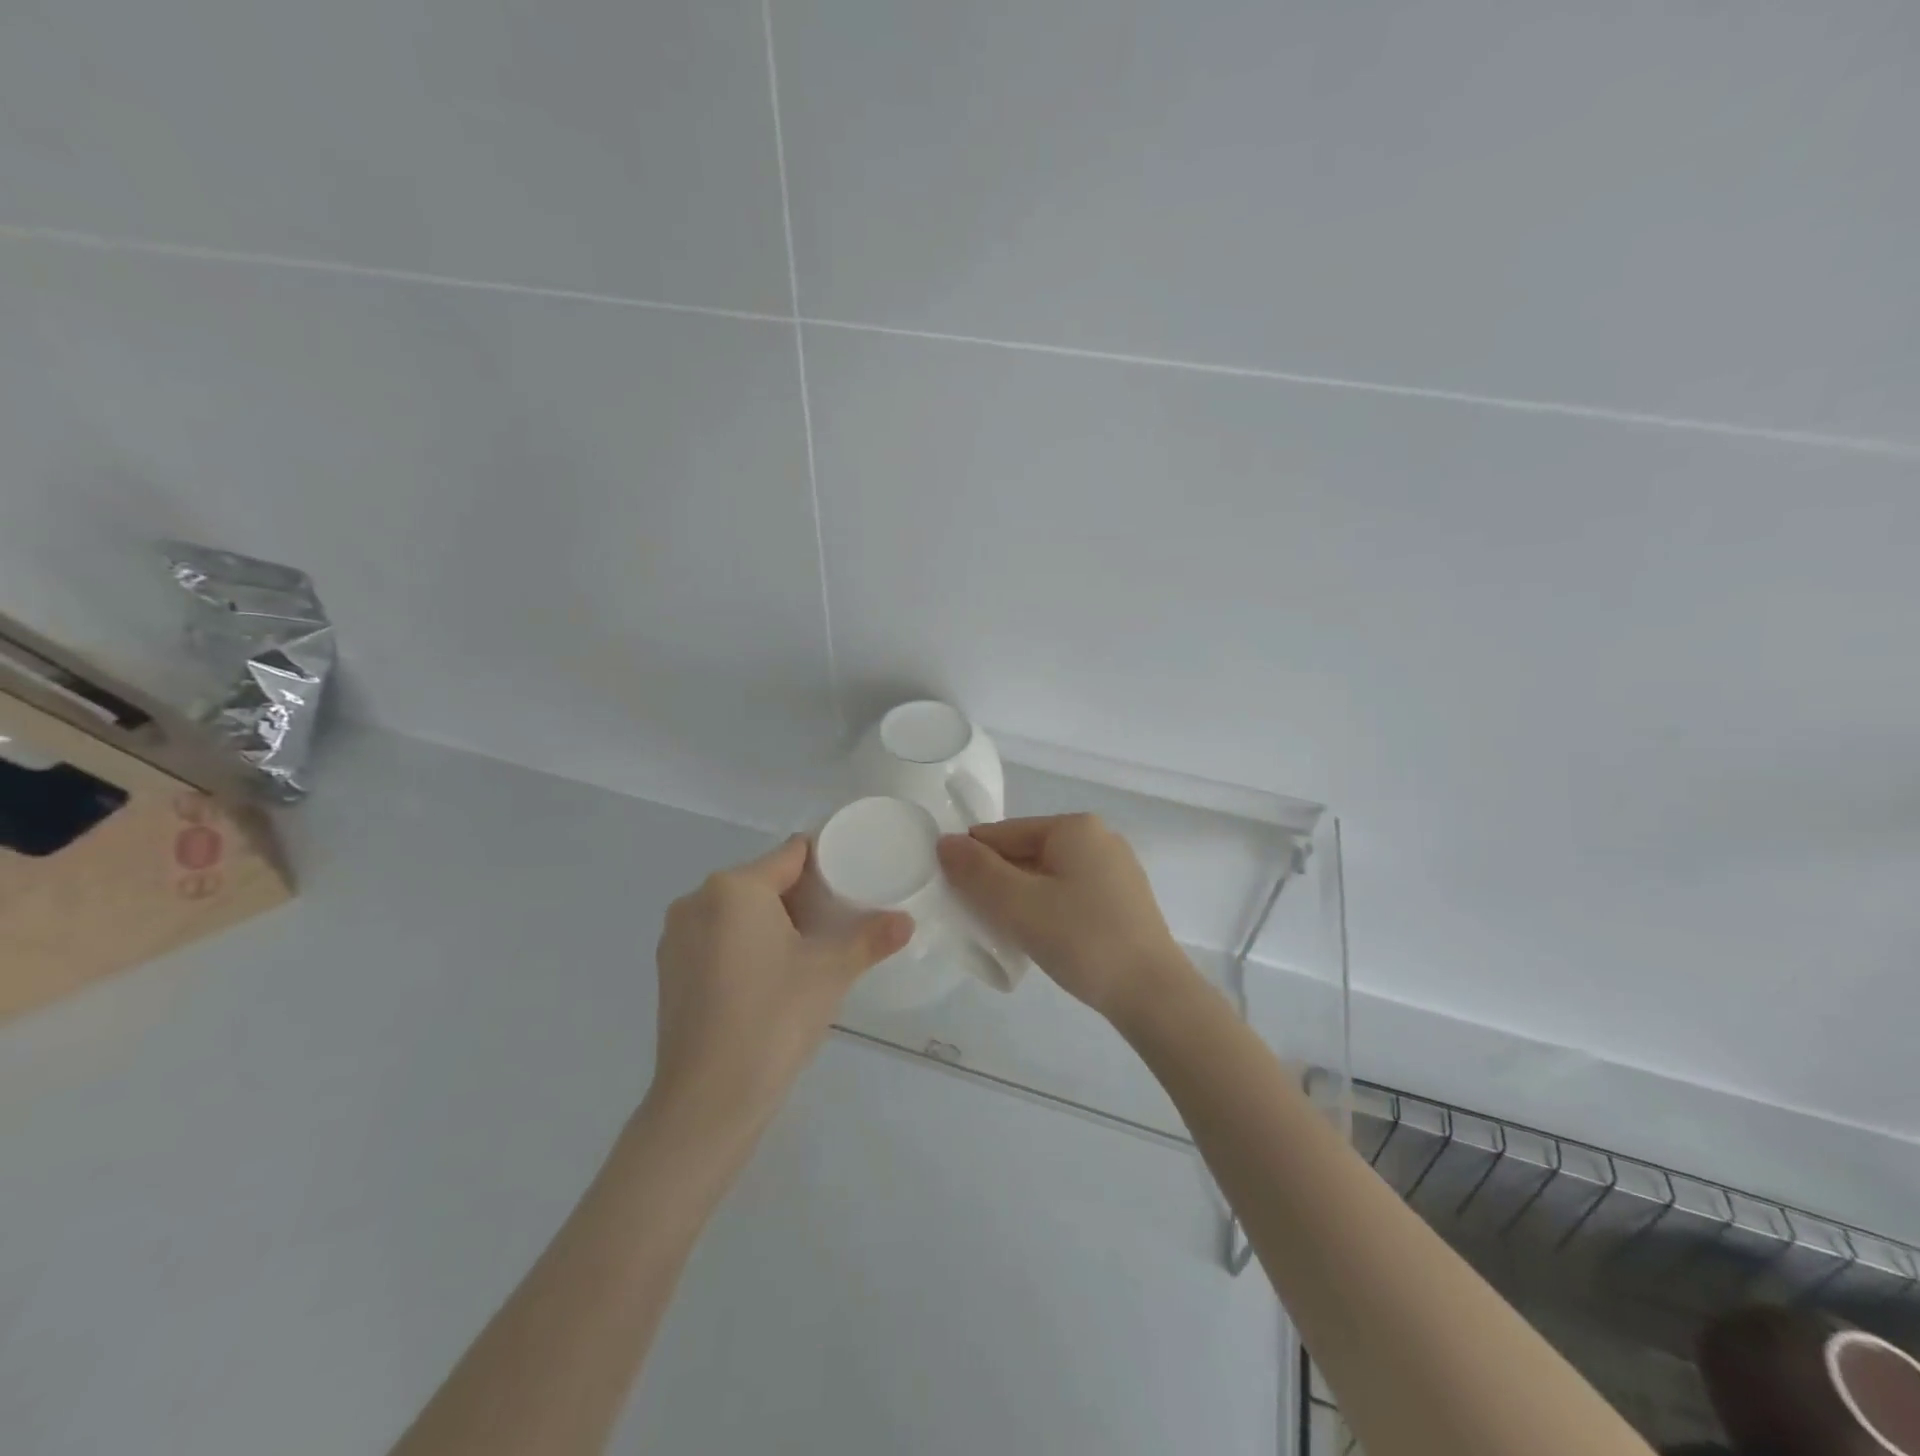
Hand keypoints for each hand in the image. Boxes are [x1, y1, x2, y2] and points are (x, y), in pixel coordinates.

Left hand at [649, 836, 911, 1140]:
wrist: (708, 1101)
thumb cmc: (773, 1019)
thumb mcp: (831, 973)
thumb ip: (871, 938)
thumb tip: (907, 921)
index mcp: (734, 887)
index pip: (792, 854)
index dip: (827, 861)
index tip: (855, 878)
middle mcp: (697, 900)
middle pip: (764, 881)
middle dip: (802, 895)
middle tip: (841, 920)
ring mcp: (677, 937)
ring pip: (739, 911)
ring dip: (773, 921)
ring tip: (811, 950)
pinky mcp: (669, 971)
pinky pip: (718, 938)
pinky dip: (745, 944)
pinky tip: (771, 977)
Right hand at [936, 815, 1188, 1022]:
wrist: (1153, 994)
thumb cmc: (1081, 940)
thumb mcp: (1018, 904)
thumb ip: (977, 871)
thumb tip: (945, 842)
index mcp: (1074, 827)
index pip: (1004, 833)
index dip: (973, 860)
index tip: (952, 894)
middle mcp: (1098, 837)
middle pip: (1027, 852)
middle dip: (998, 881)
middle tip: (977, 919)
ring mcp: (1116, 869)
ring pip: (1048, 875)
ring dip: (1021, 898)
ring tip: (1007, 932)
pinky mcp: (1124, 900)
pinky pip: (1070, 892)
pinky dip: (1048, 908)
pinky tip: (1042, 937)